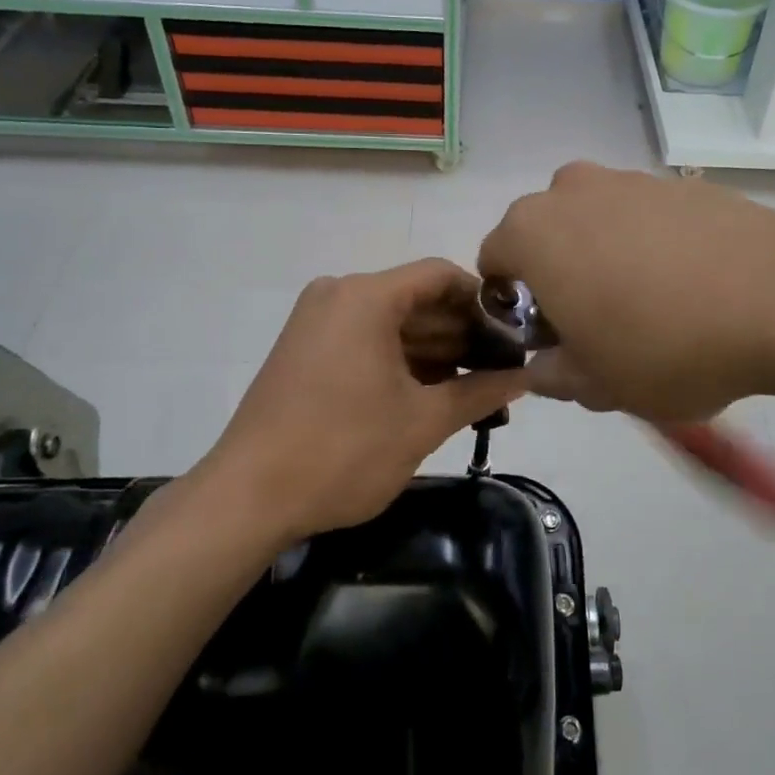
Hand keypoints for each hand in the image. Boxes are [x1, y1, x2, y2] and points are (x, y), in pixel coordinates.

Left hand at [188, 260, 530, 542]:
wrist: (248, 498)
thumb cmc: (343, 451)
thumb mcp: (423, 422)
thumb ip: (481, 392)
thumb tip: (526, 377)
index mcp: (366, 297)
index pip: (441, 276)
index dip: (483, 302)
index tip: (514, 335)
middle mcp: (338, 295)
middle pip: (417, 300)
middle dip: (462, 333)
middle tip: (504, 369)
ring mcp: (316, 322)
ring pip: (392, 324)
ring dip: (435, 352)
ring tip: (478, 387)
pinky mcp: (305, 349)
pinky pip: (366, 341)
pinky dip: (401, 361)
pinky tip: (434, 392)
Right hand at [478, 163, 774, 420]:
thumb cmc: (665, 345)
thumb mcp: (597, 385)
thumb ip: (553, 376)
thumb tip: (544, 365)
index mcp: (534, 232)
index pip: (493, 261)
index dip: (513, 306)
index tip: (549, 339)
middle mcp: (573, 191)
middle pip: (546, 236)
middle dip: (558, 277)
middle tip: (597, 325)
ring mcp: (632, 180)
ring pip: (597, 223)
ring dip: (605, 259)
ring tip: (654, 307)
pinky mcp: (683, 184)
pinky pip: (647, 218)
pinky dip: (653, 247)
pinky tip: (692, 286)